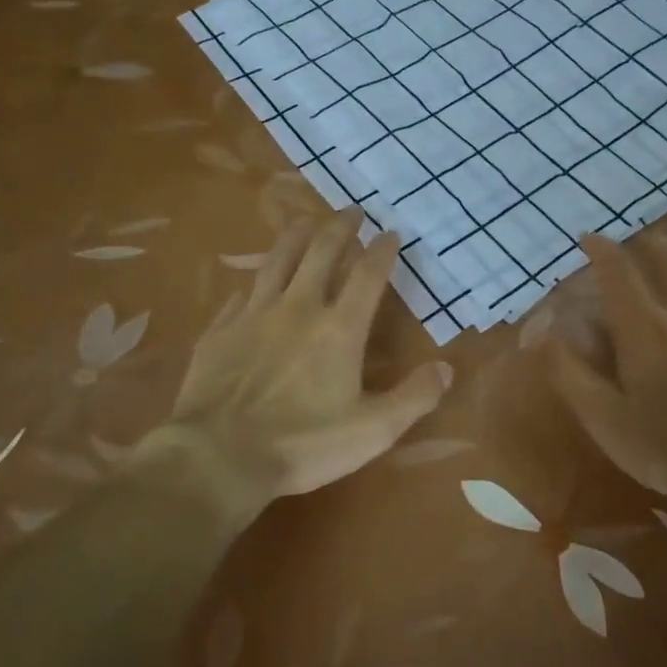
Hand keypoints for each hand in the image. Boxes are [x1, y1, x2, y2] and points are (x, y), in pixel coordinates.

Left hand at [152, 209, 451, 518]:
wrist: (219, 455)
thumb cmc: (303, 444)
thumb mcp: (373, 430)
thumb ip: (414, 397)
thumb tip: (447, 368)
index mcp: (338, 329)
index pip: (367, 275)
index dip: (382, 250)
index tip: (391, 232)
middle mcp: (297, 309)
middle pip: (320, 254)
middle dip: (339, 228)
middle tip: (351, 211)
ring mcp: (254, 316)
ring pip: (277, 262)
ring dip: (295, 238)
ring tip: (305, 222)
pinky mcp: (220, 331)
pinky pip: (240, 297)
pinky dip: (253, 285)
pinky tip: (252, 285)